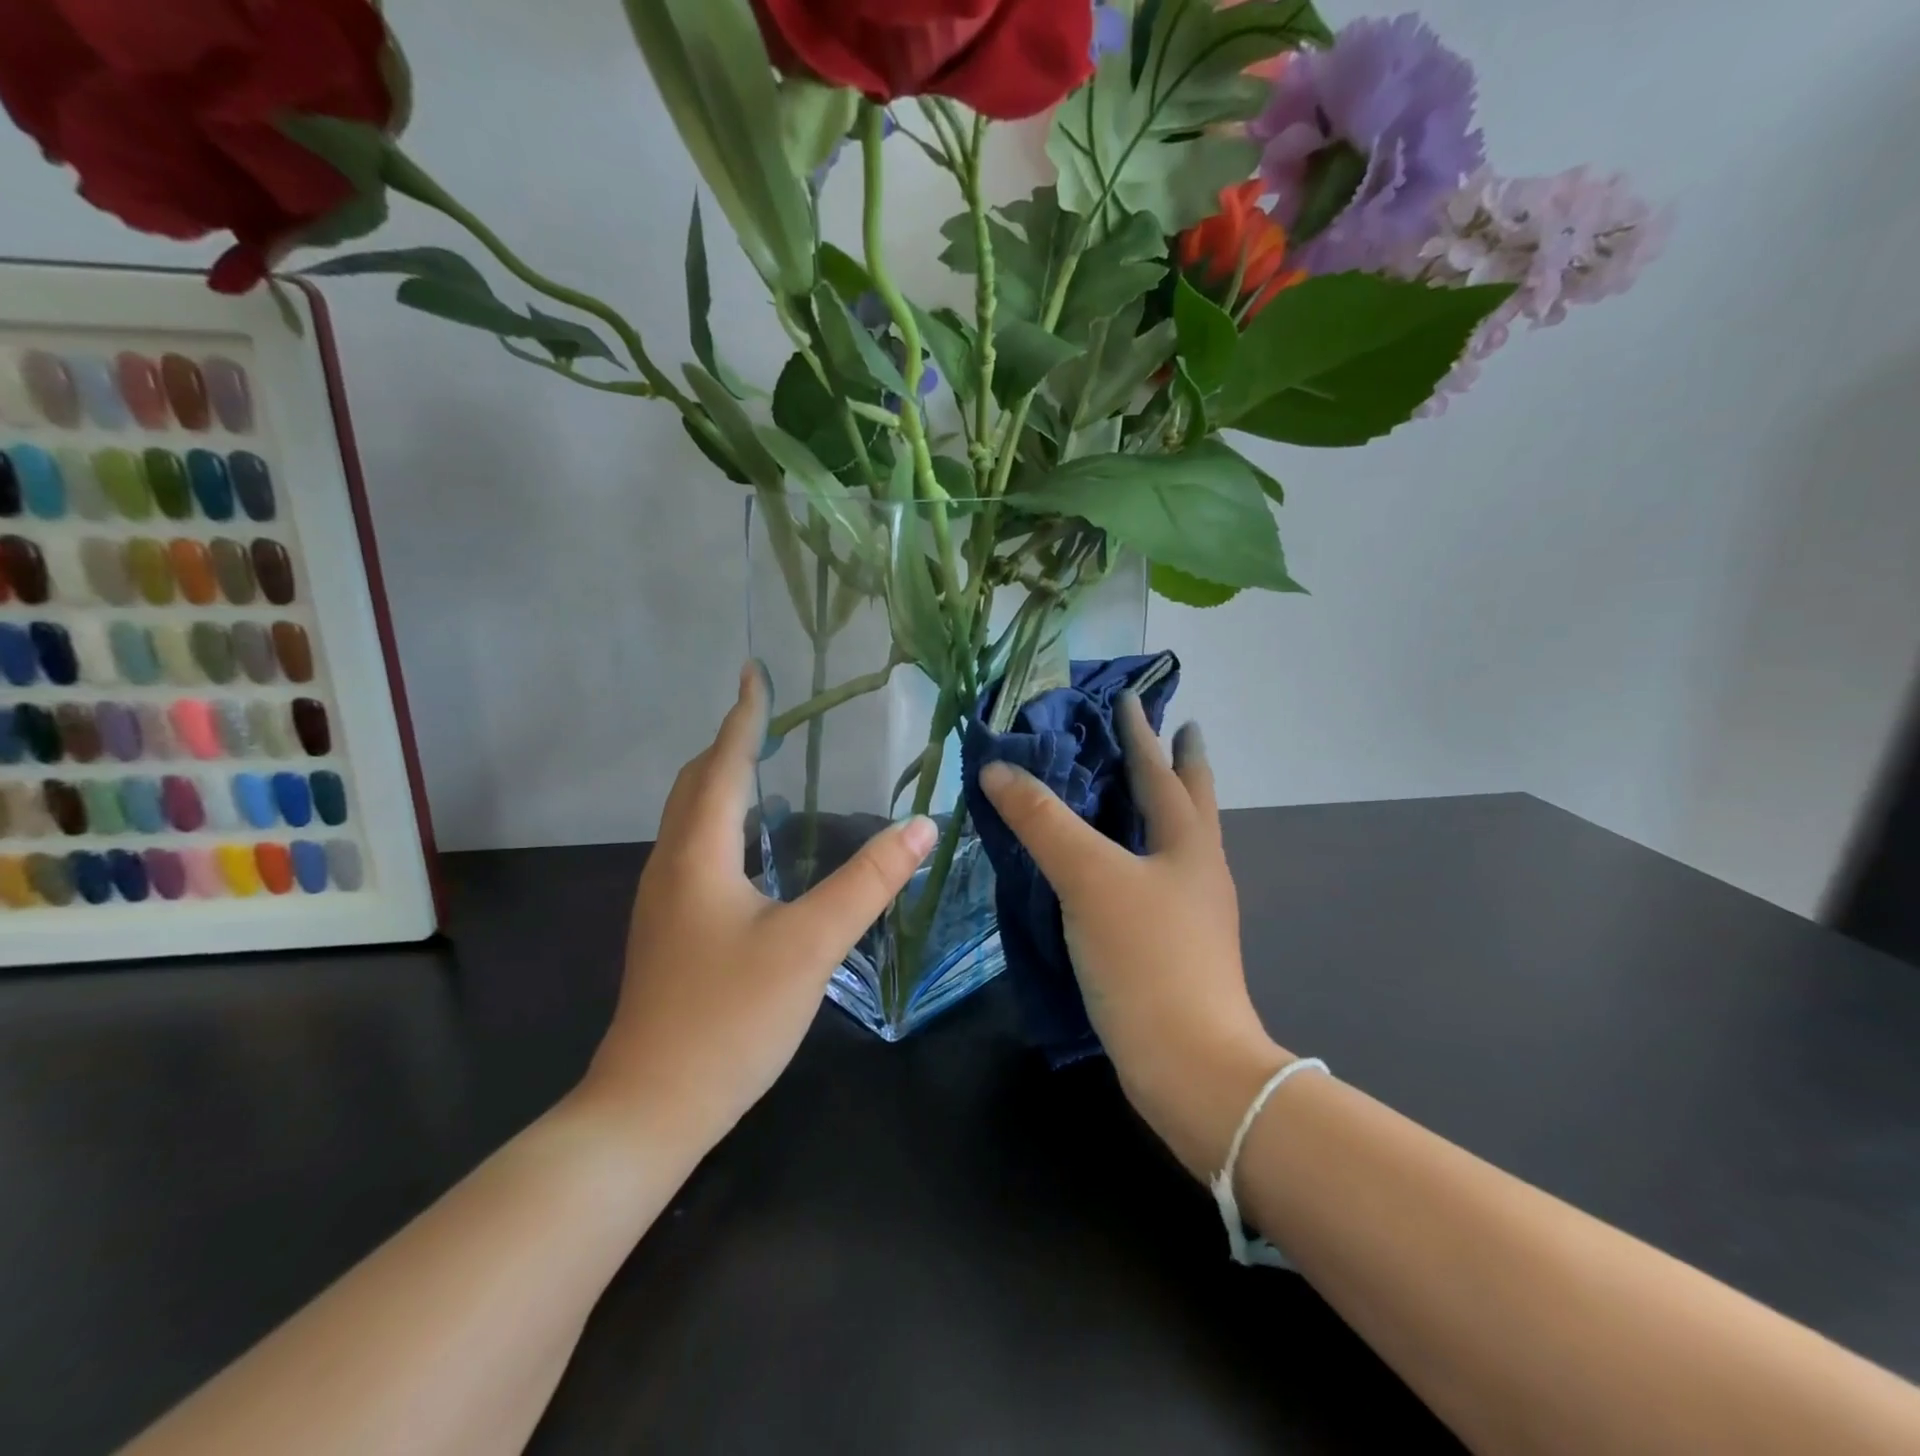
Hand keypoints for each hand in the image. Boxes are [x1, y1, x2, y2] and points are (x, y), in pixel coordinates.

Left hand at [582, 663, 935, 1153]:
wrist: (650, 1106)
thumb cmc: (730, 1018)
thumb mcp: (811, 944)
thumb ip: (869, 882)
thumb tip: (922, 826)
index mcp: (698, 854)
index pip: (722, 764)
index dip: (743, 717)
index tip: (754, 674)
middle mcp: (671, 865)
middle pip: (695, 785)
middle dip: (729, 744)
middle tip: (769, 718)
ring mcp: (663, 901)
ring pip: (690, 819)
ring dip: (723, 782)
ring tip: (764, 767)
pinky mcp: (668, 931)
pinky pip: (694, 851)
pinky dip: (722, 824)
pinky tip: (754, 848)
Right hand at [979, 699, 1286, 1178]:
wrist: (1190, 1066)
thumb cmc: (1146, 958)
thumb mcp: (1089, 878)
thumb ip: (1043, 822)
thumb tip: (996, 771)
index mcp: (1188, 841)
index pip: (1161, 769)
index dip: (1142, 731)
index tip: (1132, 696)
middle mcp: (1197, 867)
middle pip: (1191, 799)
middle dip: (1178, 761)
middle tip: (1168, 727)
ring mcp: (1191, 909)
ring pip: (1174, 839)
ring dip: (1159, 806)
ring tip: (1134, 787)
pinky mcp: (1174, 943)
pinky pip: (1154, 877)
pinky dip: (1136, 852)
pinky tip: (1114, 864)